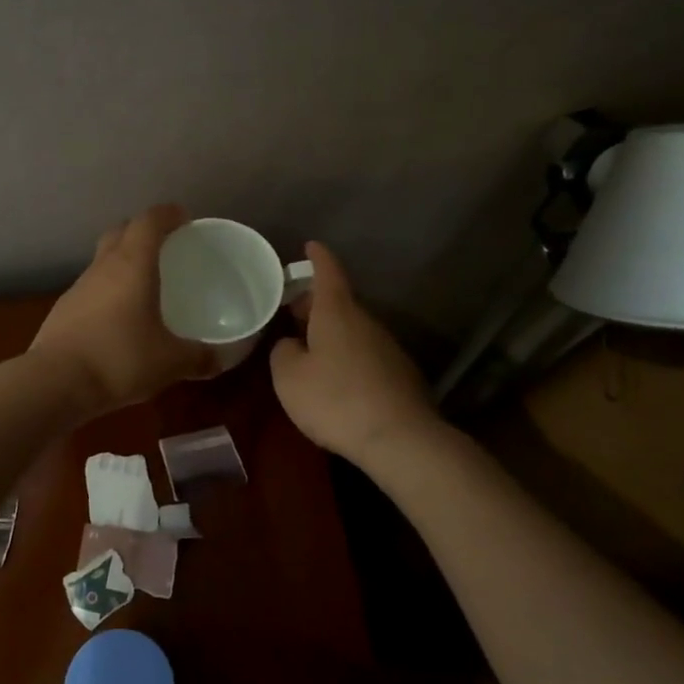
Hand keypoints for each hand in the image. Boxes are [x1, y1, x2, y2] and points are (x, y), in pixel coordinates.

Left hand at [31, 206, 219, 414]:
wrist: (55, 383)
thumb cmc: (120, 359)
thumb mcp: (170, 362)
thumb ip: (199, 358)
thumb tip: (220, 359)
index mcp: (132, 265)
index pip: (149, 222)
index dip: (167, 214)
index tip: (183, 218)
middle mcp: (103, 268)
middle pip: (120, 233)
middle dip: (141, 232)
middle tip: (164, 247)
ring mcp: (78, 289)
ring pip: (102, 261)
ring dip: (122, 263)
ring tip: (144, 285)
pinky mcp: (63, 312)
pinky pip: (91, 289)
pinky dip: (108, 292)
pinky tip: (119, 319)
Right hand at [270, 241, 441, 466]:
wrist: (400, 438)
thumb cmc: (335, 400)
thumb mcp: (289, 377)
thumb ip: (283, 352)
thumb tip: (292, 344)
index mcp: (337, 313)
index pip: (328, 272)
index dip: (317, 258)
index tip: (311, 245)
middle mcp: (366, 322)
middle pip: (339, 302)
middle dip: (315, 303)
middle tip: (292, 310)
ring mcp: (387, 347)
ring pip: (353, 329)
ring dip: (331, 332)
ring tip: (309, 347)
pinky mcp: (399, 374)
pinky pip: (365, 354)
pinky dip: (348, 356)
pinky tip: (337, 379)